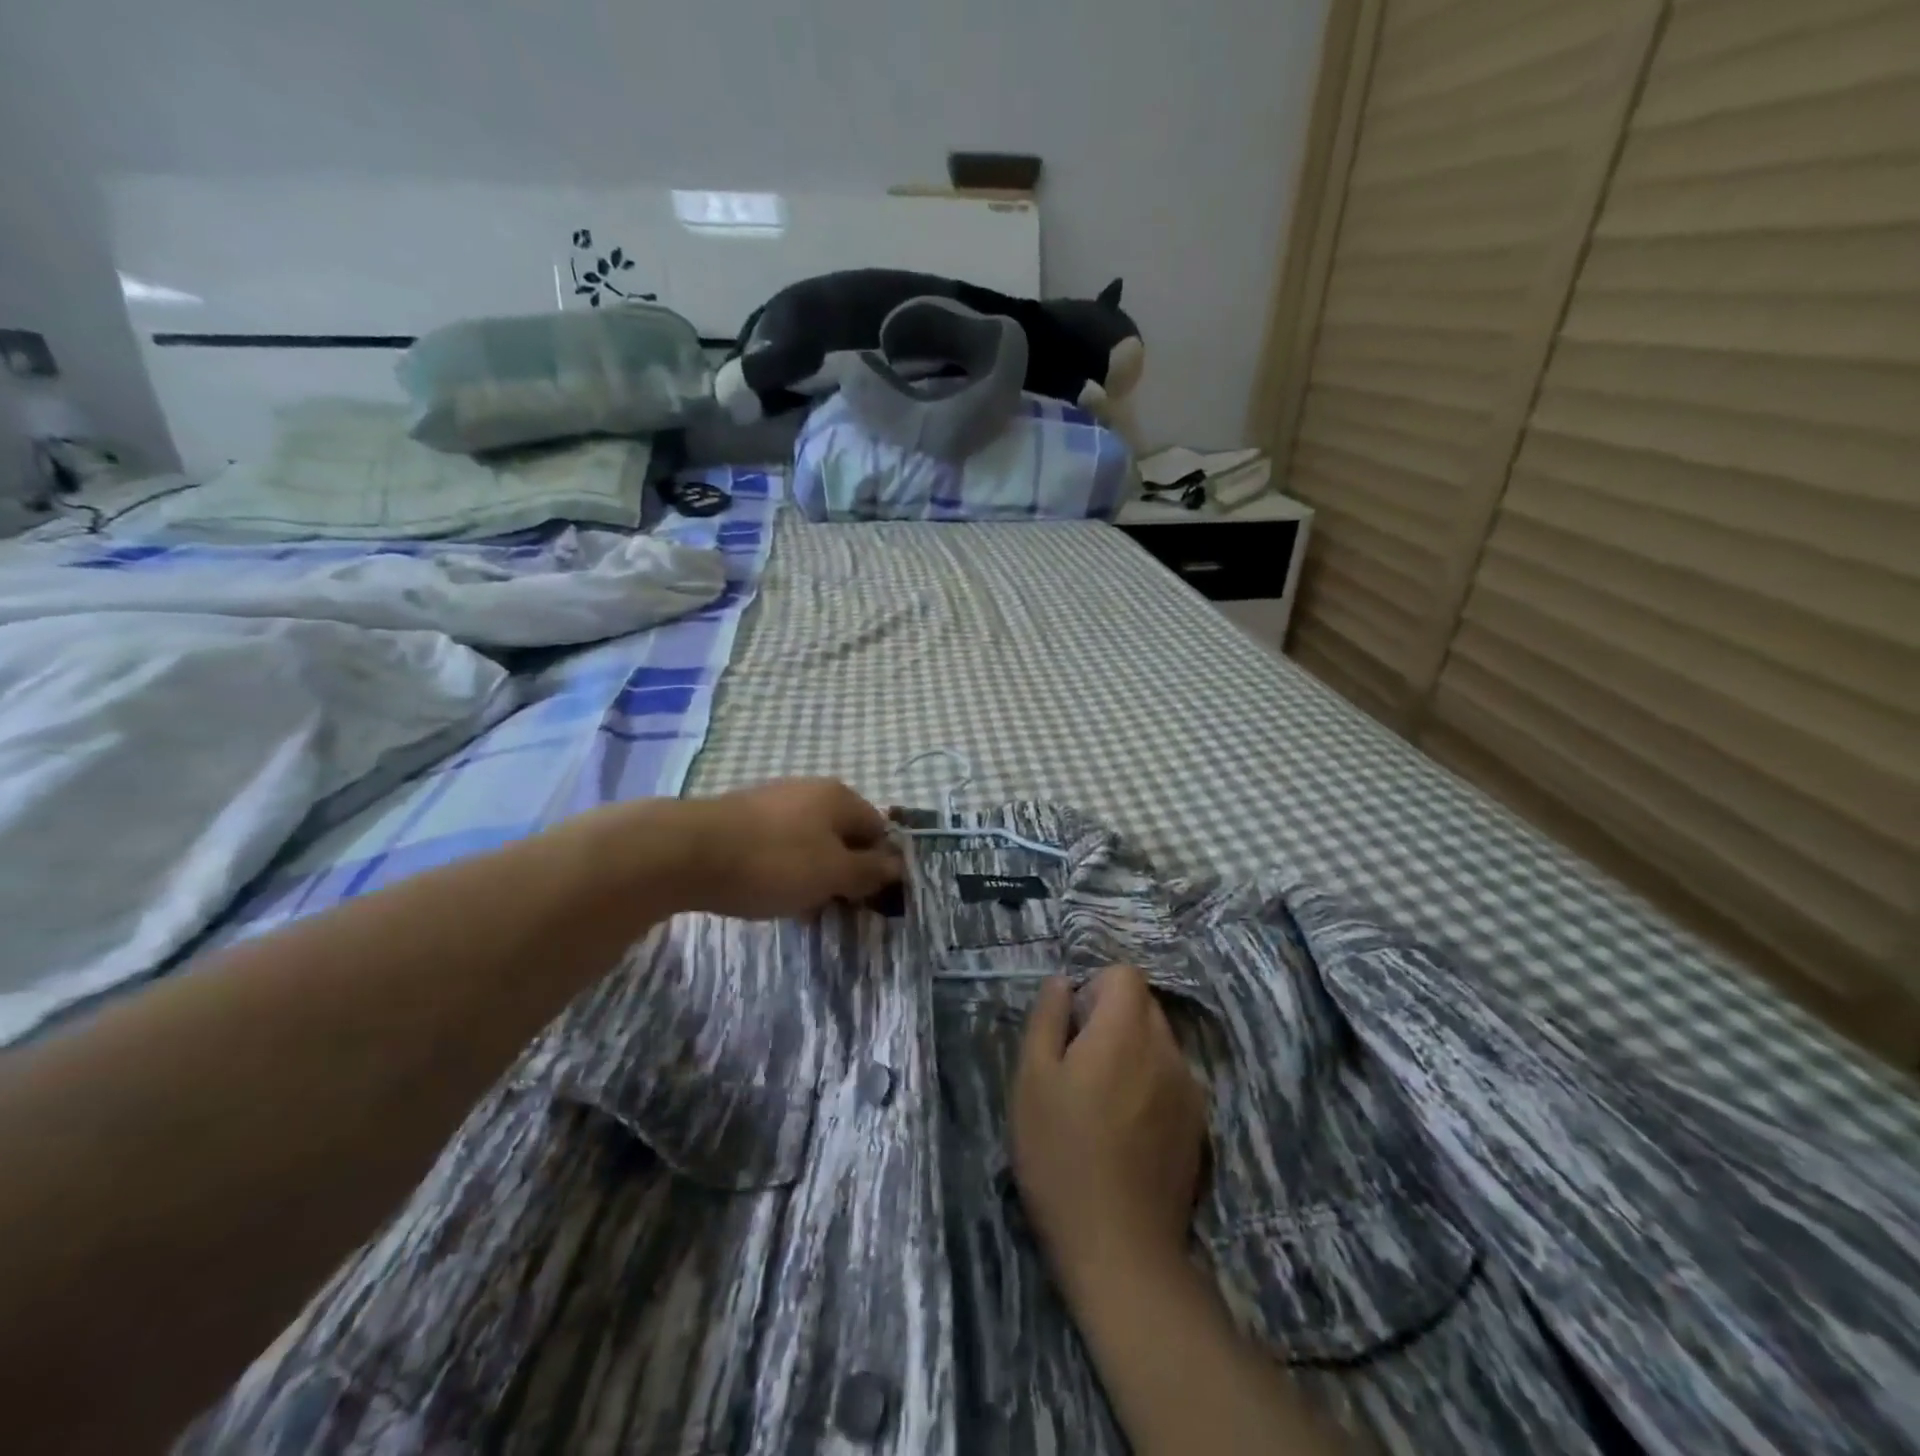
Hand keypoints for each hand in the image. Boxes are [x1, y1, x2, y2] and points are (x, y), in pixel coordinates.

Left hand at [679, 778, 902, 919]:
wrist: (686, 851)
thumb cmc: (773, 862)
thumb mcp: (832, 873)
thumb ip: (869, 870)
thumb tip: (898, 864)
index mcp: (840, 797)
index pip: (878, 830)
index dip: (880, 867)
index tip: (868, 902)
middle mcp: (810, 790)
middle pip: (843, 836)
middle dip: (844, 873)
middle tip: (835, 909)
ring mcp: (774, 801)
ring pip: (810, 842)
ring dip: (813, 875)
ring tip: (800, 908)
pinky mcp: (743, 817)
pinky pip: (778, 845)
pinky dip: (783, 869)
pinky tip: (768, 893)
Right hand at [1012, 966, 1208, 1294]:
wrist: (1120, 1249)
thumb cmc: (1061, 1154)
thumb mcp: (1032, 1079)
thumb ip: (1047, 1018)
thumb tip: (1063, 982)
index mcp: (1126, 1030)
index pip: (1125, 975)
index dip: (1095, 989)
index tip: (1072, 1028)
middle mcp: (1167, 1049)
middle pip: (1144, 1006)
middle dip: (1112, 1019)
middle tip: (1078, 1066)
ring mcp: (1190, 1090)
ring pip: (1159, 1044)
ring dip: (1132, 1054)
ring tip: (1101, 1103)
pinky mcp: (1199, 1127)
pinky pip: (1172, 1081)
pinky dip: (1149, 1086)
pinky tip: (1126, 1132)